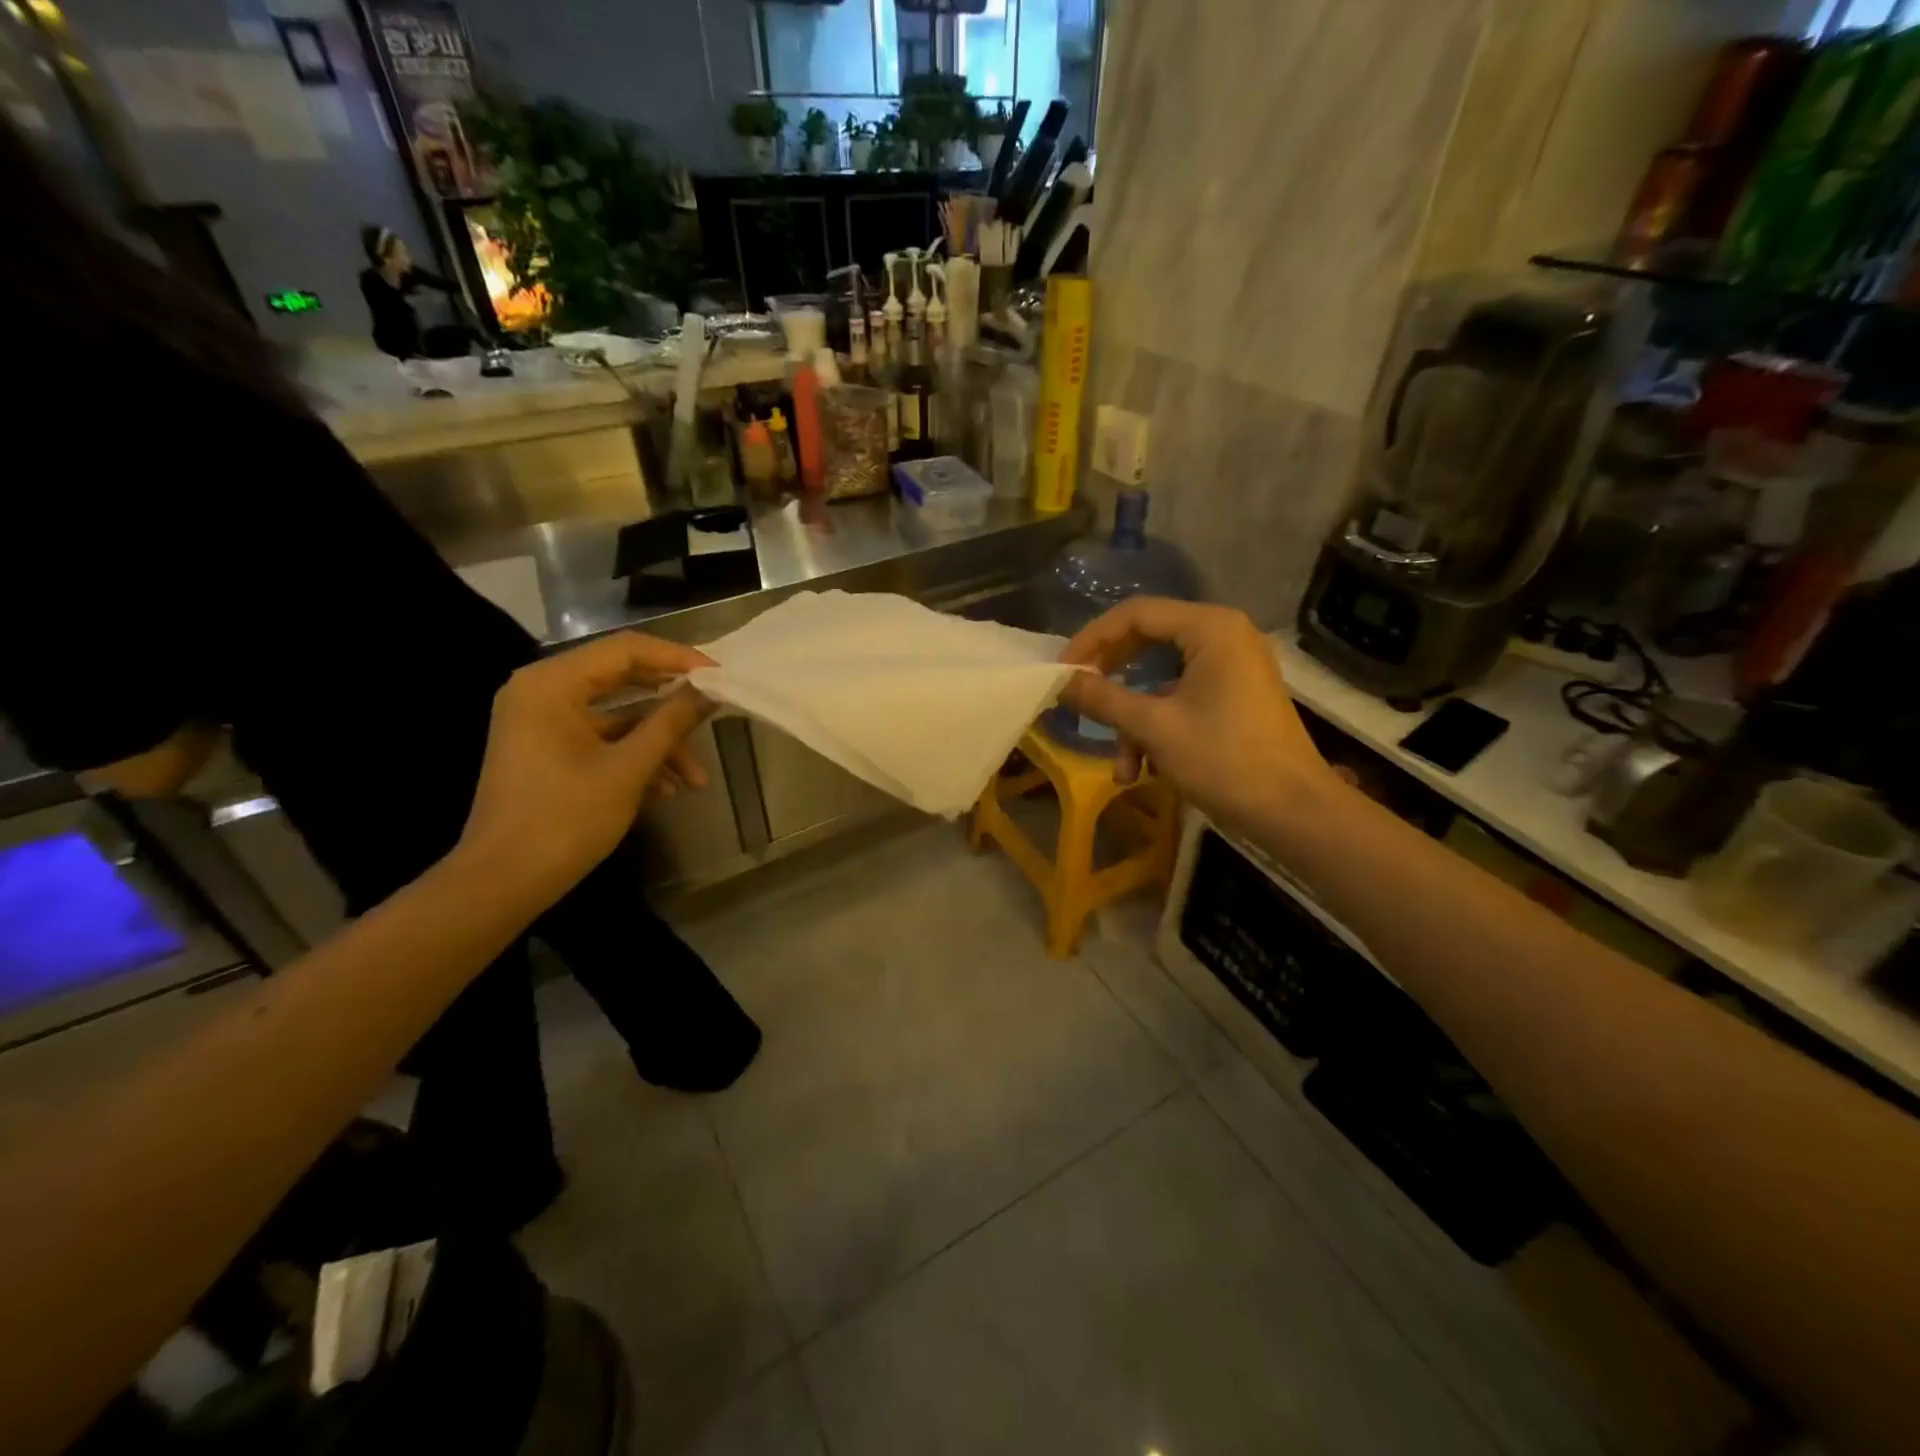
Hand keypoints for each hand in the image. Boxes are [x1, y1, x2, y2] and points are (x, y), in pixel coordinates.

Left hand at [457, 632, 714, 904]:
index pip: (626, 649)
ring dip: (659, 742)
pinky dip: (635, 757)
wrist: (502, 882)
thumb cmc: (565, 819)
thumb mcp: (628, 769)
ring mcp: (542, 721)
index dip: (678, 659)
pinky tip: (666, 789)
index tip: (720, 676)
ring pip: (617, 716)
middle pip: (622, 678)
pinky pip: (601, 739)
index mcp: (552, 683)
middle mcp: (542, 691)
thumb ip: (671, 722)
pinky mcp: (546, 749)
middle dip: (672, 702)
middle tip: (715, 709)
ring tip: (696, 779)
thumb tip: (709, 691)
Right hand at [1058, 599, 1336, 831]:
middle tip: (1080, 701)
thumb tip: (1060, 682)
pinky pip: (1183, 698)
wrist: (1294, 811)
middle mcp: (1224, 635)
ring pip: (1162, 680)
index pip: (1135, 614)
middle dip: (1111, 680)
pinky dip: (1159, 728)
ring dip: (1135, 722)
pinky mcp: (1236, 695)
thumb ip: (1102, 699)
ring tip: (1123, 769)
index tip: (1063, 672)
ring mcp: (1234, 666)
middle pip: (1148, 642)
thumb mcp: (1153, 728)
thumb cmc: (1224, 760)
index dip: (1092, 640)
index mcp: (1210, 628)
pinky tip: (1146, 769)